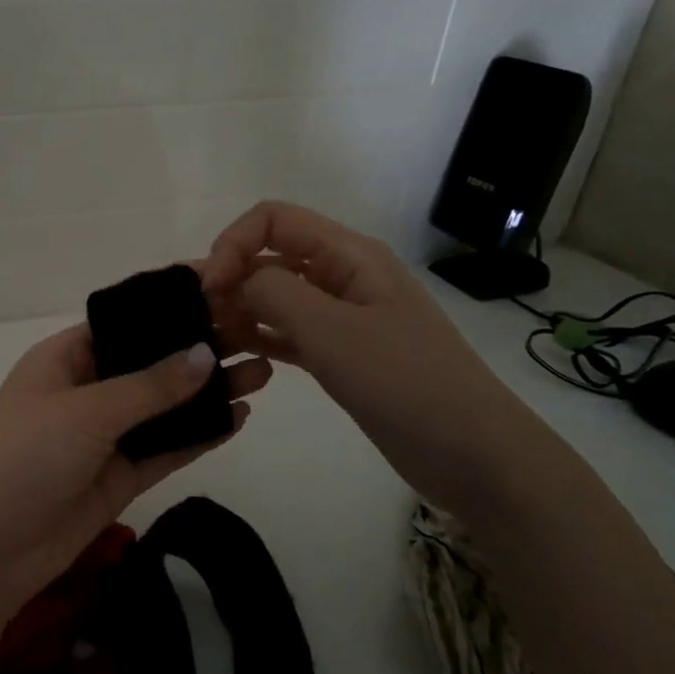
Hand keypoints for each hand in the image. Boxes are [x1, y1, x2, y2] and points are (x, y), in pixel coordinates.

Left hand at [0, 323, 270, 622]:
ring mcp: (103, 436)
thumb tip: (205, 353)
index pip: (123, 322)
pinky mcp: (118, 476)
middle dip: (196, 351)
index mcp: (64, 358)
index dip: (168, 309)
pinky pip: (165, 449)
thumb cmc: (24, 456)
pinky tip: (238, 418)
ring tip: (262, 372)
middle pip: (149, 364)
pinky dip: (198, 435)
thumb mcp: (85, 412)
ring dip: (207, 393)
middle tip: (256, 335)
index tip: (220, 293)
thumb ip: (149, 386)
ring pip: (163, 407)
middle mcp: (86, 390)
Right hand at [202, 201, 556, 511]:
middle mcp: (343, 275)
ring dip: (240, 307)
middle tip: (201, 319)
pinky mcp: (341, 353)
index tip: (209, 288)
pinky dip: (260, 336)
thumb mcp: (330, 329)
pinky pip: (288, 331)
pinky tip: (236, 355)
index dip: (233, 243)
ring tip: (211, 338)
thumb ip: (273, 292)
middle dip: (230, 276)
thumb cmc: (403, 381)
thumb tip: (236, 282)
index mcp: (348, 254)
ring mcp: (343, 316)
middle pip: (271, 254)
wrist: (473, 454)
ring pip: (276, 295)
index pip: (273, 219)